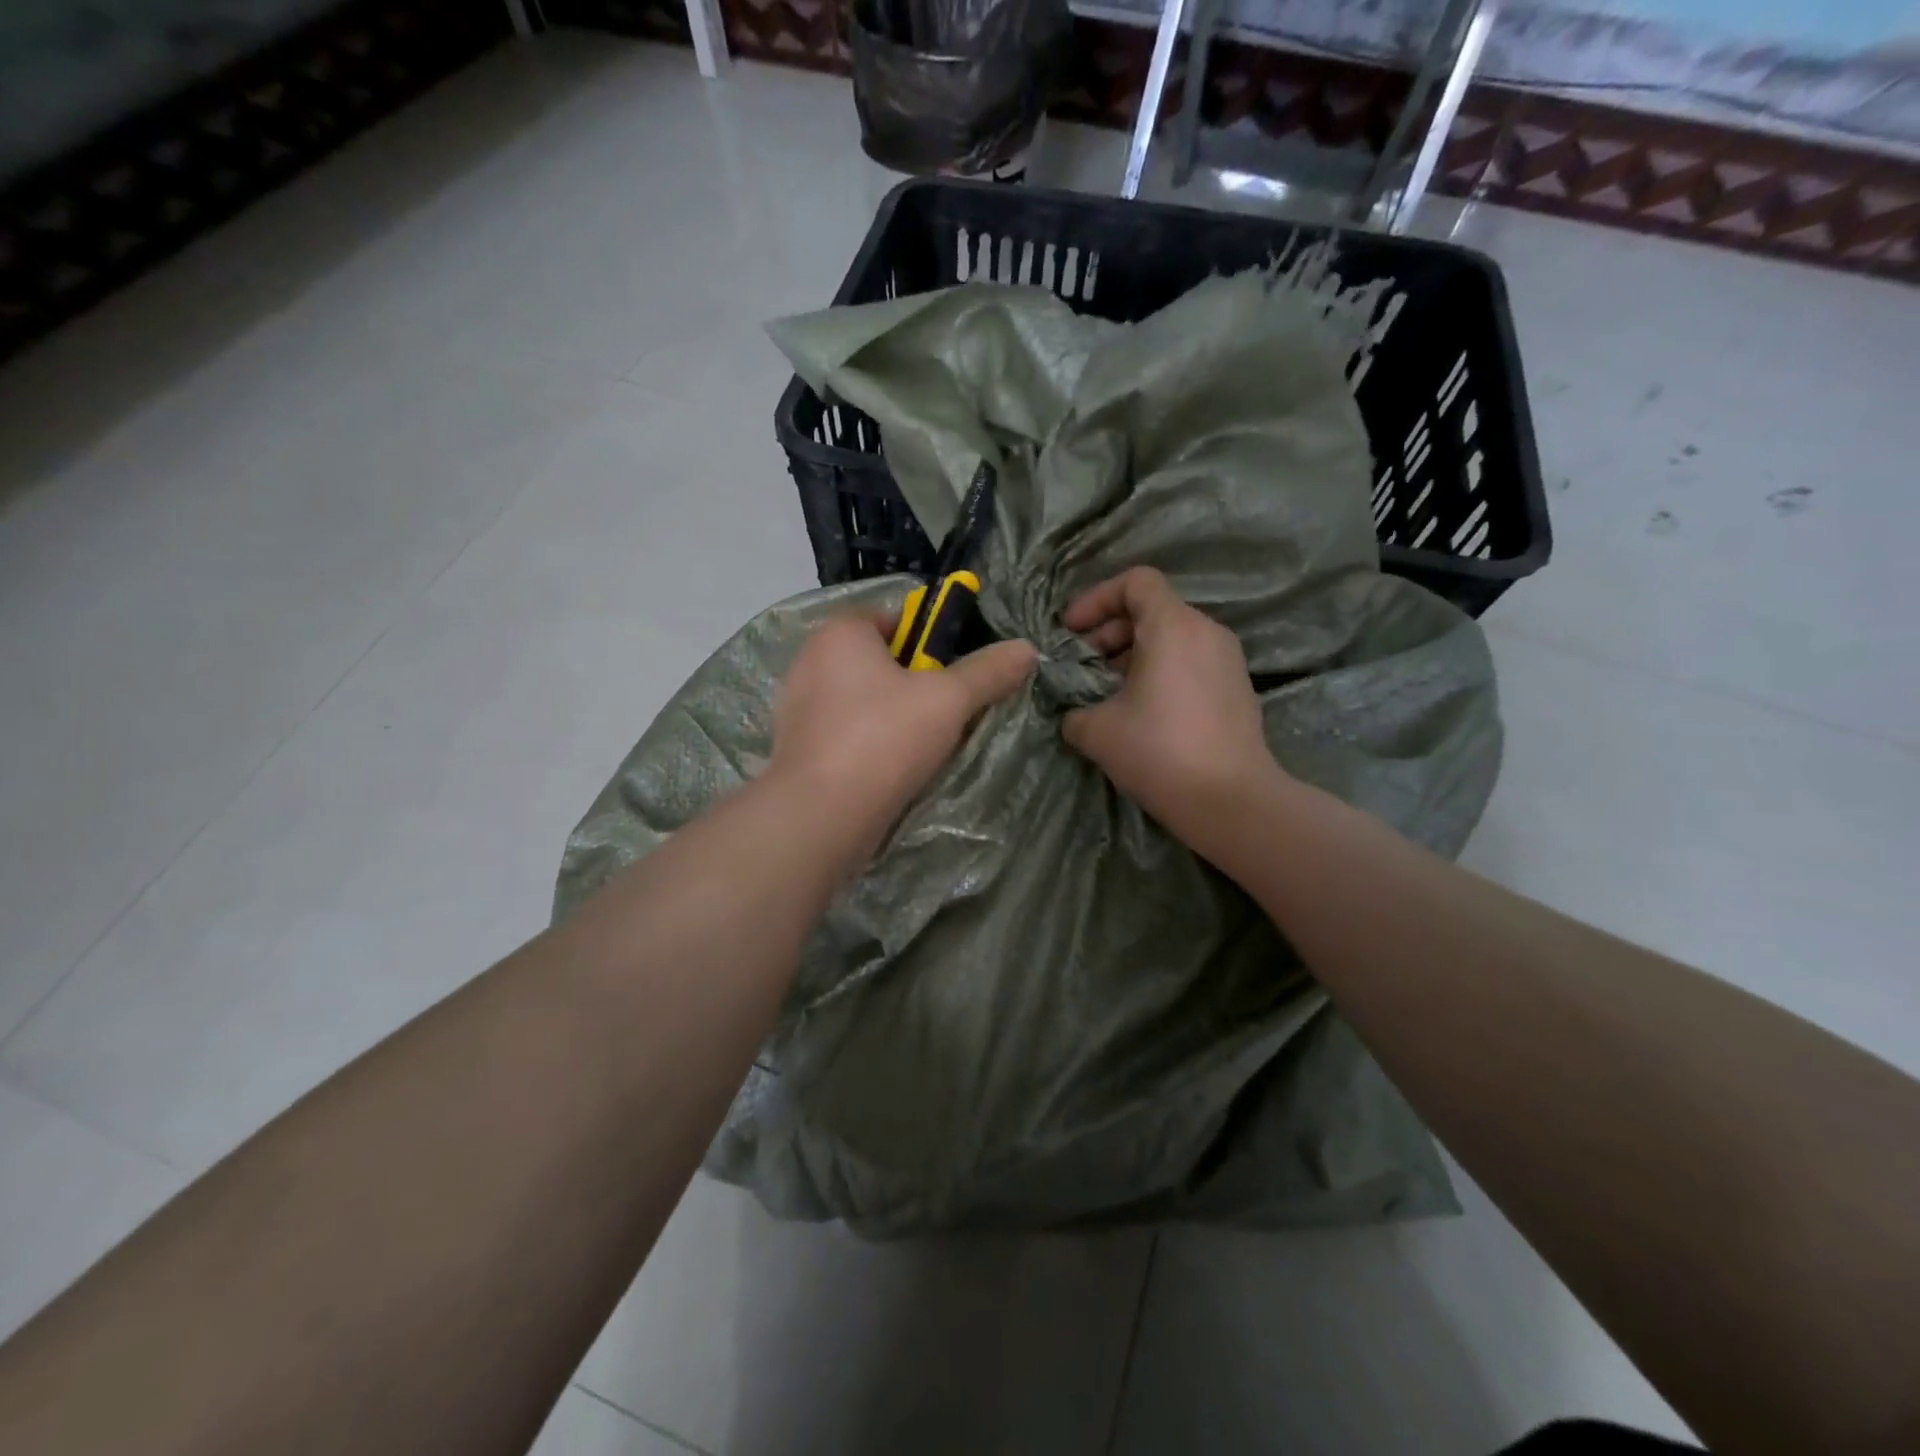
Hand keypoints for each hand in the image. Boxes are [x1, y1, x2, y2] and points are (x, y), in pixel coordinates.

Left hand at [768, 612, 1036, 867]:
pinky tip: (892, 768)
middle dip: (916, 684)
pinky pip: (846, 731)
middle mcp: (811, 659)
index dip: (931, 641)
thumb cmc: (884, 739)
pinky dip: (870, 743)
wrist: (820, 816)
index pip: (895, 618)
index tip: (955, 675)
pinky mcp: (797, 746)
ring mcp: (798, 706)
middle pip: (881, 661)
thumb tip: (1026, 649)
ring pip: (864, 700)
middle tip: (947, 713)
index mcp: (841, 632)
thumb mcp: (948, 700)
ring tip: (924, 747)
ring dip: (895, 716)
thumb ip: (988, 672)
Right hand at [1061, 567, 1281, 850]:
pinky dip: (1160, 671)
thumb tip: (1075, 711)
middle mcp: (1206, 631)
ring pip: (1172, 637)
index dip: (1096, 599)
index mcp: (1173, 627)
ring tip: (1107, 691)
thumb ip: (1074, 709)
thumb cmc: (1159, 753)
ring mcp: (1227, 659)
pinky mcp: (1236, 688)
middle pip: (1152, 609)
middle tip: (1083, 666)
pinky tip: (1141, 711)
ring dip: (1132, 654)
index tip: (1071, 632)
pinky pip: (1190, 661)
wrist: (1231, 801)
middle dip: (1109, 631)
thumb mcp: (1096, 731)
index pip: (1136, 581)